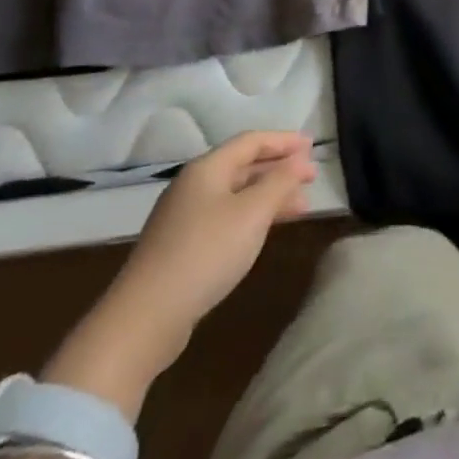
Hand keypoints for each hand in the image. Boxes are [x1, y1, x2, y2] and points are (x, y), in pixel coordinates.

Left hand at [44, 132, 317, 412]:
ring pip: (237, 194)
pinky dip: (253, 216)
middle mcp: (194, 186)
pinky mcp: (183, 246)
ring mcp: (185, 217)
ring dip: (270, 195)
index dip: (284, 141)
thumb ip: (279, 182)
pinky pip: (227, 217)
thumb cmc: (205, 253)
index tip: (313, 146)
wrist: (145, 318)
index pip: (252, 141)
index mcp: (207, 169)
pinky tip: (267, 230)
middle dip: (280, 169)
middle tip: (312, 177)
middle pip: (243, 166)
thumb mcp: (251, 213)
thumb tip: (300, 159)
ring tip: (301, 206)